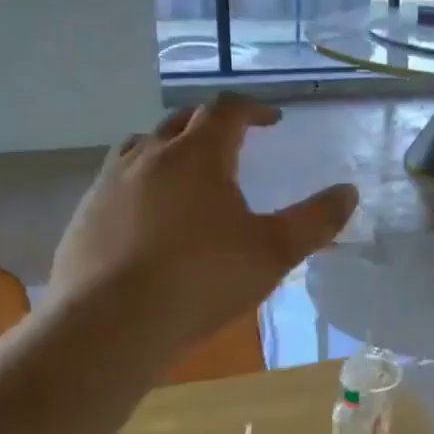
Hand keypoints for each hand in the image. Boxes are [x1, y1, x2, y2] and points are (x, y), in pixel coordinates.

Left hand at [48, 94, 356, 361]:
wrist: (110, 324)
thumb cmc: (202, 280)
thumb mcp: (274, 253)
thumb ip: (315, 221)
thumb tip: (348, 192)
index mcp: (197, 156)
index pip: (226, 110)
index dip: (253, 109)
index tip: (272, 121)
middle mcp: (149, 157)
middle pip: (182, 121)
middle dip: (213, 124)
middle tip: (235, 142)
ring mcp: (109, 184)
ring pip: (142, 146)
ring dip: (171, 147)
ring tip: (188, 172)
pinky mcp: (84, 215)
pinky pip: (116, 181)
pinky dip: (141, 182)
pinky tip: (150, 217)